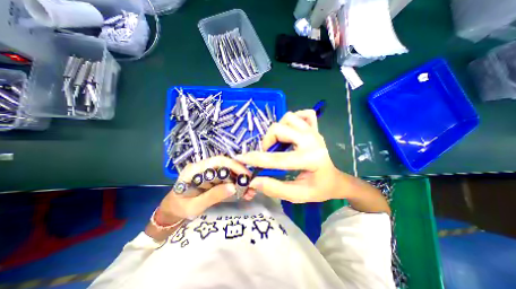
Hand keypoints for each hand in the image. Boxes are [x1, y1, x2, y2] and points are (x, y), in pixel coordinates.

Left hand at [159, 157, 252, 221]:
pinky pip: (226, 177)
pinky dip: (235, 184)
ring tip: (249, 191)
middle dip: (240, 173)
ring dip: (239, 180)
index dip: (234, 165)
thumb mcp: (195, 206)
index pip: (218, 161)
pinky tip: (242, 192)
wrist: (173, 210)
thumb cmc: (180, 208)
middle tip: (250, 184)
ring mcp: (208, 171)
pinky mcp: (212, 177)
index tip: (246, 176)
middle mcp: (203, 166)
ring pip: (228, 171)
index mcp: (195, 169)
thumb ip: (213, 196)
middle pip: (226, 164)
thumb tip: (233, 187)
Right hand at [237, 109, 340, 202]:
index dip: (256, 159)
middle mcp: (312, 140)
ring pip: (288, 117)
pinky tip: (291, 131)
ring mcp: (314, 131)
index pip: (278, 158)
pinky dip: (293, 120)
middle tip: (267, 153)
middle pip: (279, 129)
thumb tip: (254, 181)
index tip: (241, 158)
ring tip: (279, 143)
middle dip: (267, 141)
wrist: (335, 180)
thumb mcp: (297, 195)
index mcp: (311, 159)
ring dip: (278, 130)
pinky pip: (303, 114)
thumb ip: (275, 189)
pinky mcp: (315, 128)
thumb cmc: (318, 189)